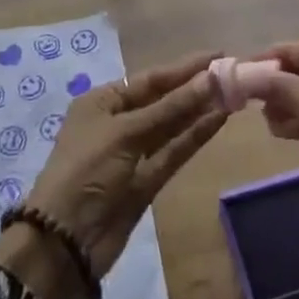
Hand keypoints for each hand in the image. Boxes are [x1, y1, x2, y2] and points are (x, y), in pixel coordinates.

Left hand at [0, 50, 224, 298]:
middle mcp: (118, 122)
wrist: (65, 242)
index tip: (217, 55)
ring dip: (199, 110)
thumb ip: (169, 108)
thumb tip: (209, 78)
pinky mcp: (147, 181)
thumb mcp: (124, 133)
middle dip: (194, 88)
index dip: (183, 68)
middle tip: (232, 74)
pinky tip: (218, 120)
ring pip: (171, 126)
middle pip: (162, 100)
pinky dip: (194, 137)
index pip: (149, 79)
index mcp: (102, 102)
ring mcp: (133, 153)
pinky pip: (174, 151)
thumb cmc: (86, 171)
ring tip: (233, 93)